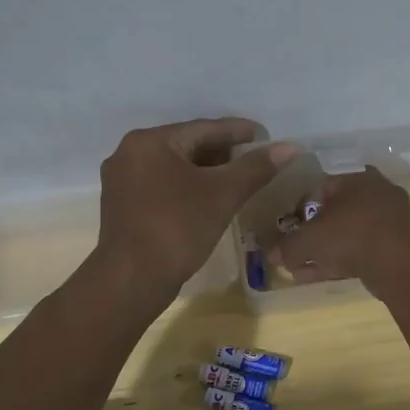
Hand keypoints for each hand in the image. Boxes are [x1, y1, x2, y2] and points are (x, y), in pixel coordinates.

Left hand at [95, 118, 291, 302]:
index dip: (238, 132)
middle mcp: (129, 154)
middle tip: (254, 160)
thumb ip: (255, 168)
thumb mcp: (222, 195)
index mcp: (149, 141)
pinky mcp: (123, 207)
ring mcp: (122, 182)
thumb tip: (288, 148)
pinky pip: (162, 186)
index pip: (203, 129)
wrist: (132, 280)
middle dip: (223, 153)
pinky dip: (188, 189)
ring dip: (206, 172)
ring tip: (238, 179)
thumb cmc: (177, 228)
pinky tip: (210, 200)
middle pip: (186, 146)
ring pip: (174, 168)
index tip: (264, 135)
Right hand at [269, 167, 409, 294]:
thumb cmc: (350, 235)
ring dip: (323, 251)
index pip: (319, 186)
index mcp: (356, 177)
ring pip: (347, 234)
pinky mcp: (395, 246)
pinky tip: (318, 275)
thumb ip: (288, 247)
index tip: (288, 227)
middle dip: (312, 234)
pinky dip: (339, 261)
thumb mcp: (309, 240)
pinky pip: (360, 250)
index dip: (298, 208)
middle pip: (334, 212)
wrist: (399, 264)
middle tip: (294, 250)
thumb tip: (271, 255)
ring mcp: (389, 220)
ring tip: (300, 269)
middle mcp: (375, 192)